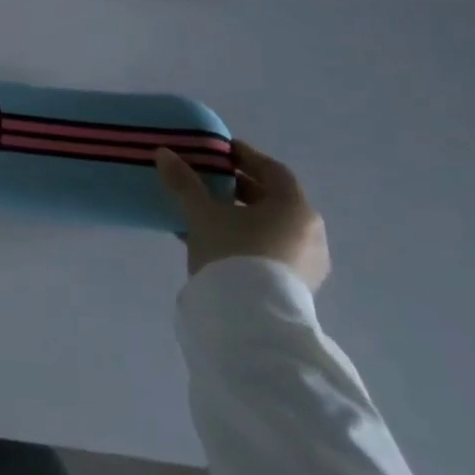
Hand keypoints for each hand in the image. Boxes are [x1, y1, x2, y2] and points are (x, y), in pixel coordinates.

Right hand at [154, 141, 330, 291]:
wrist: (251, 323)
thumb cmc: (233, 254)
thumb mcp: (202, 213)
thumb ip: (185, 182)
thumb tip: (164, 153)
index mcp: (295, 208)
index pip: (273, 170)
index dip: (246, 157)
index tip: (222, 152)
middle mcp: (310, 233)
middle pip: (274, 199)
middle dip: (243, 188)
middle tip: (213, 180)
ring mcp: (307, 264)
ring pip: (272, 228)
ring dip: (244, 216)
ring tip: (210, 213)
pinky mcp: (297, 289)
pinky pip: (272, 251)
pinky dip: (249, 240)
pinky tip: (219, 243)